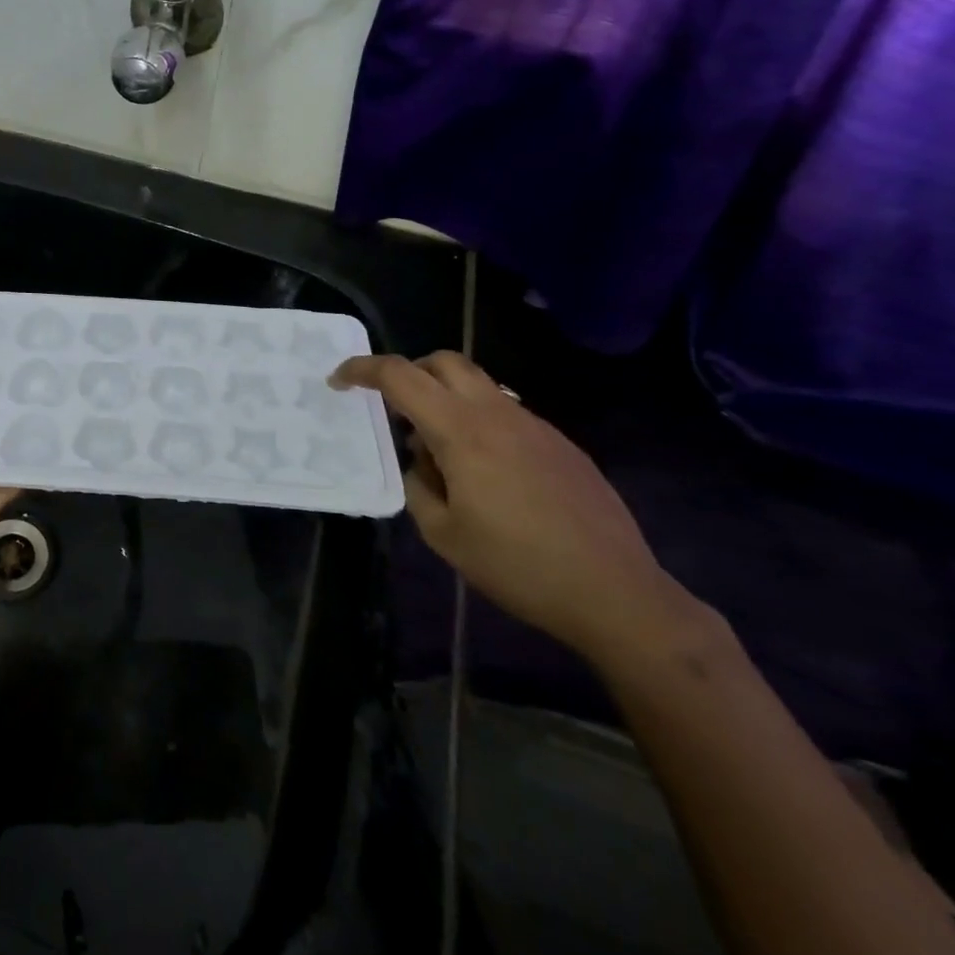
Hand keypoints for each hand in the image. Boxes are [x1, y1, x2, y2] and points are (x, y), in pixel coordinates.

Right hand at [331, 350, 696, 664]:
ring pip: (478, 385)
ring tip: (440, 452)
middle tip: (394, 410)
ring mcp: (535, 425)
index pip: (400, 376)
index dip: (361, 370)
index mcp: (461, 431)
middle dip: (409, 372)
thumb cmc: (518, 566)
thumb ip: (418, 486)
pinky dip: (479, 422)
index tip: (338, 382)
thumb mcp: (444, 534)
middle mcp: (497, 414)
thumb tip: (421, 463)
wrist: (617, 593)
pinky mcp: (560, 444)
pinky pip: (506, 413)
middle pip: (443, 361)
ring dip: (446, 399)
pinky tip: (486, 474)